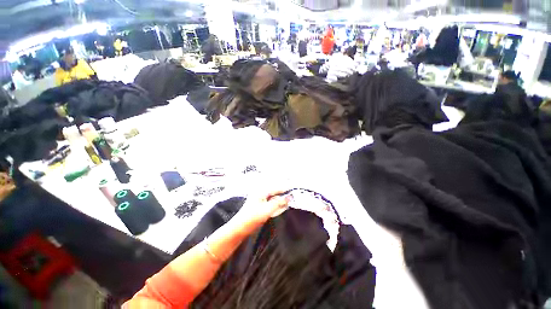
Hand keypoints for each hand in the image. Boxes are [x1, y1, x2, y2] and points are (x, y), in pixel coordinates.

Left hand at [235, 189, 290, 225]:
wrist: (238, 228)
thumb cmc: (252, 218)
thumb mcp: (267, 210)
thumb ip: (279, 202)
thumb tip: (289, 197)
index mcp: (261, 191)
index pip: (277, 188)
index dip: (286, 190)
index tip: (295, 192)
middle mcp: (260, 193)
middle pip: (275, 193)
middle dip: (283, 196)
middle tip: (291, 200)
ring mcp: (258, 199)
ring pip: (273, 198)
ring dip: (279, 202)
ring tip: (286, 205)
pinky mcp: (258, 205)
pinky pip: (269, 203)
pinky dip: (274, 206)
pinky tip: (277, 209)